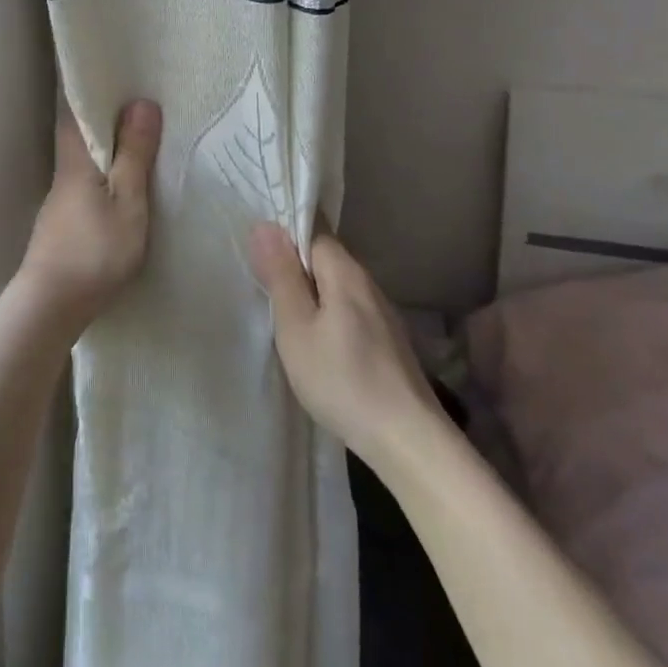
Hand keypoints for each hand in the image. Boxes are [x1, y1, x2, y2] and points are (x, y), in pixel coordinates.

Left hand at [19, 100, 162, 335]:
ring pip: (84, 161)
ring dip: (106, 149)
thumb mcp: (127, 201)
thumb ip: (134, 155)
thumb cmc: (94, 249)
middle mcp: (64, 173)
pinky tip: (120, 185)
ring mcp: (60, 201)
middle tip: (139, 106)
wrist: (51, 305)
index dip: (93, 94)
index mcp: (76, 159)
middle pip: (79, 135)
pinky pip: (86, 184)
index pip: (76, 112)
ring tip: (138, 141)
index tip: (118, 78)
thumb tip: (141, 102)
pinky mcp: (63, 224)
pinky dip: (103, 175)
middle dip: (104, 119)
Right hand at [249, 224, 442, 468]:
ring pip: (338, 287)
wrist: (408, 440)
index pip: (313, 231)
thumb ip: (281, 277)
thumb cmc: (342, 380)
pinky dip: (329, 315)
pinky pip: (350, 310)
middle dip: (296, 267)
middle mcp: (368, 284)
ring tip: (285, 317)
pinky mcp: (389, 342)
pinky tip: (318, 343)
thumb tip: (265, 226)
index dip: (285, 237)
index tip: (260, 257)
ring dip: (312, 294)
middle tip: (264, 289)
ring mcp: (383, 314)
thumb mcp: (296, 328)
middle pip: (326, 259)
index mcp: (346, 272)